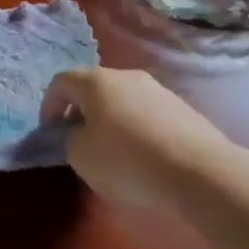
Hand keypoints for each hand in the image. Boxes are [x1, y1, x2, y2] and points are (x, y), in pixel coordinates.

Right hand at [40, 66, 230, 209]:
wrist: (200, 172)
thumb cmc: (126, 160)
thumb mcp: (80, 155)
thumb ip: (69, 138)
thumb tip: (78, 131)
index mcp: (96, 81)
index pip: (61, 81)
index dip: (49, 105)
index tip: (50, 131)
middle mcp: (126, 76)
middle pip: (93, 87)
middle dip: (80, 110)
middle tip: (77, 138)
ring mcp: (158, 90)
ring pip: (121, 99)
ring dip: (109, 119)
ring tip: (110, 149)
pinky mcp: (182, 108)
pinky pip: (145, 113)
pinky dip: (134, 128)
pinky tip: (140, 154)